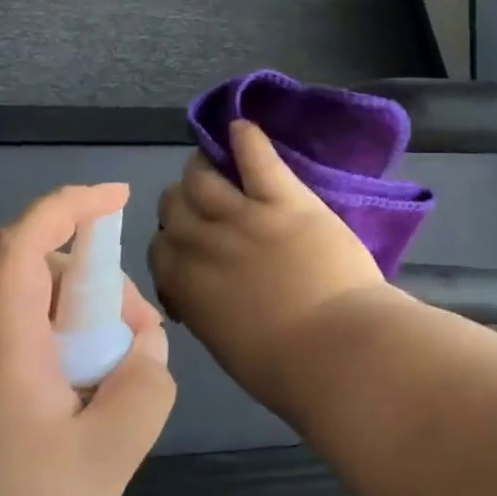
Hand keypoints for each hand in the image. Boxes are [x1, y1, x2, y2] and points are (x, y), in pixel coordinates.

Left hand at [0, 184, 174, 495]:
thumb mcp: (102, 463)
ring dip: (86, 334)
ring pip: (33, 323)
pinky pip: (23, 363)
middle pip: (37, 279)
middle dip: (99, 289)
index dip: (69, 205)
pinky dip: (66, 367)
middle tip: (141, 345)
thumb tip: (145, 352)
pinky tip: (86, 428)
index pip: (21, 243)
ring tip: (121, 395)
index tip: (119, 198)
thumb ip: (142, 390)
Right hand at [150, 120, 387, 411]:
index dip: (171, 240)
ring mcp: (243, 216)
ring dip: (205, 167)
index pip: (159, 248)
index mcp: (187, 288)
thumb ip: (210, 310)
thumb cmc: (287, 368)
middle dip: (183, 201)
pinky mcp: (283, 199)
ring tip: (217, 162)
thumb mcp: (228, 345)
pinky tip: (242, 127)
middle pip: (174, 204)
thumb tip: (210, 297)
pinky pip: (256, 157)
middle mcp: (203, 244)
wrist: (337, 350)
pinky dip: (246, 137)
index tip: (189, 245)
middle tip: (205, 201)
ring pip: (202, 177)